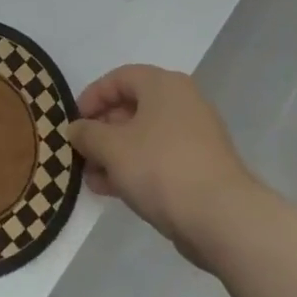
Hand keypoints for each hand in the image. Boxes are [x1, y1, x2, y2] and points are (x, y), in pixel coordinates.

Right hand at [66, 64, 261, 267]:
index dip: (91, 97)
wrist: (222, 218)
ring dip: (115, 154)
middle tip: (81, 153)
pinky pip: (160, 158)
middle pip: (132, 107)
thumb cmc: (161, 168)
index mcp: (163, 84)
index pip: (118, 78)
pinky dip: (136, 168)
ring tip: (91, 178)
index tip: (74, 122)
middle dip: (102, 131)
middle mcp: (182, 101)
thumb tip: (76, 129)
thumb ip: (88, 134)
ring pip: (144, 136)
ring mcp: (195, 135)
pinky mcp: (201, 166)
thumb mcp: (112, 148)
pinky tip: (114, 190)